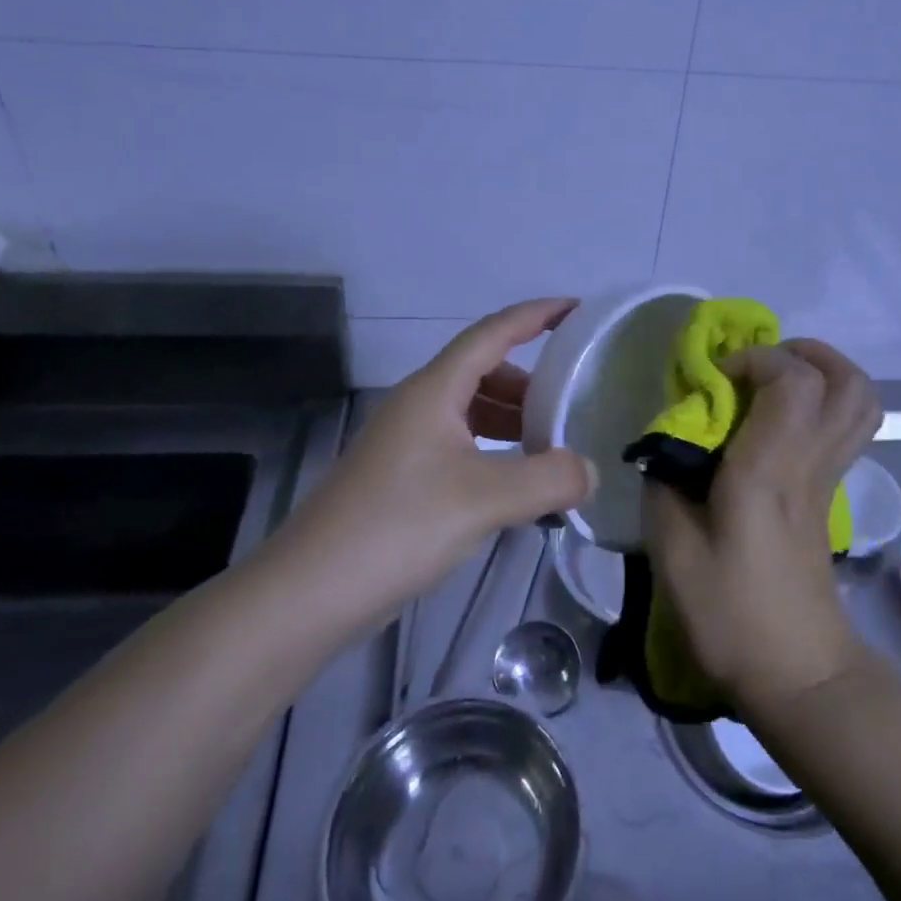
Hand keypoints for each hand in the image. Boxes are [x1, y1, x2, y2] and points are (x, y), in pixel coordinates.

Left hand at [288, 298, 597, 619]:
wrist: (310, 591)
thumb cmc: (398, 526)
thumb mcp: (485, 500)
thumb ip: (549, 479)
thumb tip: (590, 470)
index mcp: (435, 390)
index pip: (494, 332)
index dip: (537, 315)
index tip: (577, 309)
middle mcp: (419, 404)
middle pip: (483, 370)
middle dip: (530, 380)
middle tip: (571, 403)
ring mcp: (405, 441)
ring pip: (470, 409)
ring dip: (511, 418)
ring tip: (550, 448)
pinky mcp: (401, 476)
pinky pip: (459, 443)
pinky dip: (493, 450)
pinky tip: (512, 485)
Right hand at [645, 339, 881, 713]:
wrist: (798, 675)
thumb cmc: (730, 614)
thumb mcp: (673, 550)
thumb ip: (665, 480)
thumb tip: (669, 440)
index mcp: (770, 470)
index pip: (794, 380)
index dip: (756, 359)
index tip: (715, 379)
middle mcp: (811, 463)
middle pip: (848, 381)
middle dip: (804, 353)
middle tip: (757, 364)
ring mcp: (831, 479)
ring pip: (861, 402)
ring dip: (822, 374)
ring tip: (773, 381)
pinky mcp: (832, 495)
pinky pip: (846, 428)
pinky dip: (822, 404)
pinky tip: (778, 422)